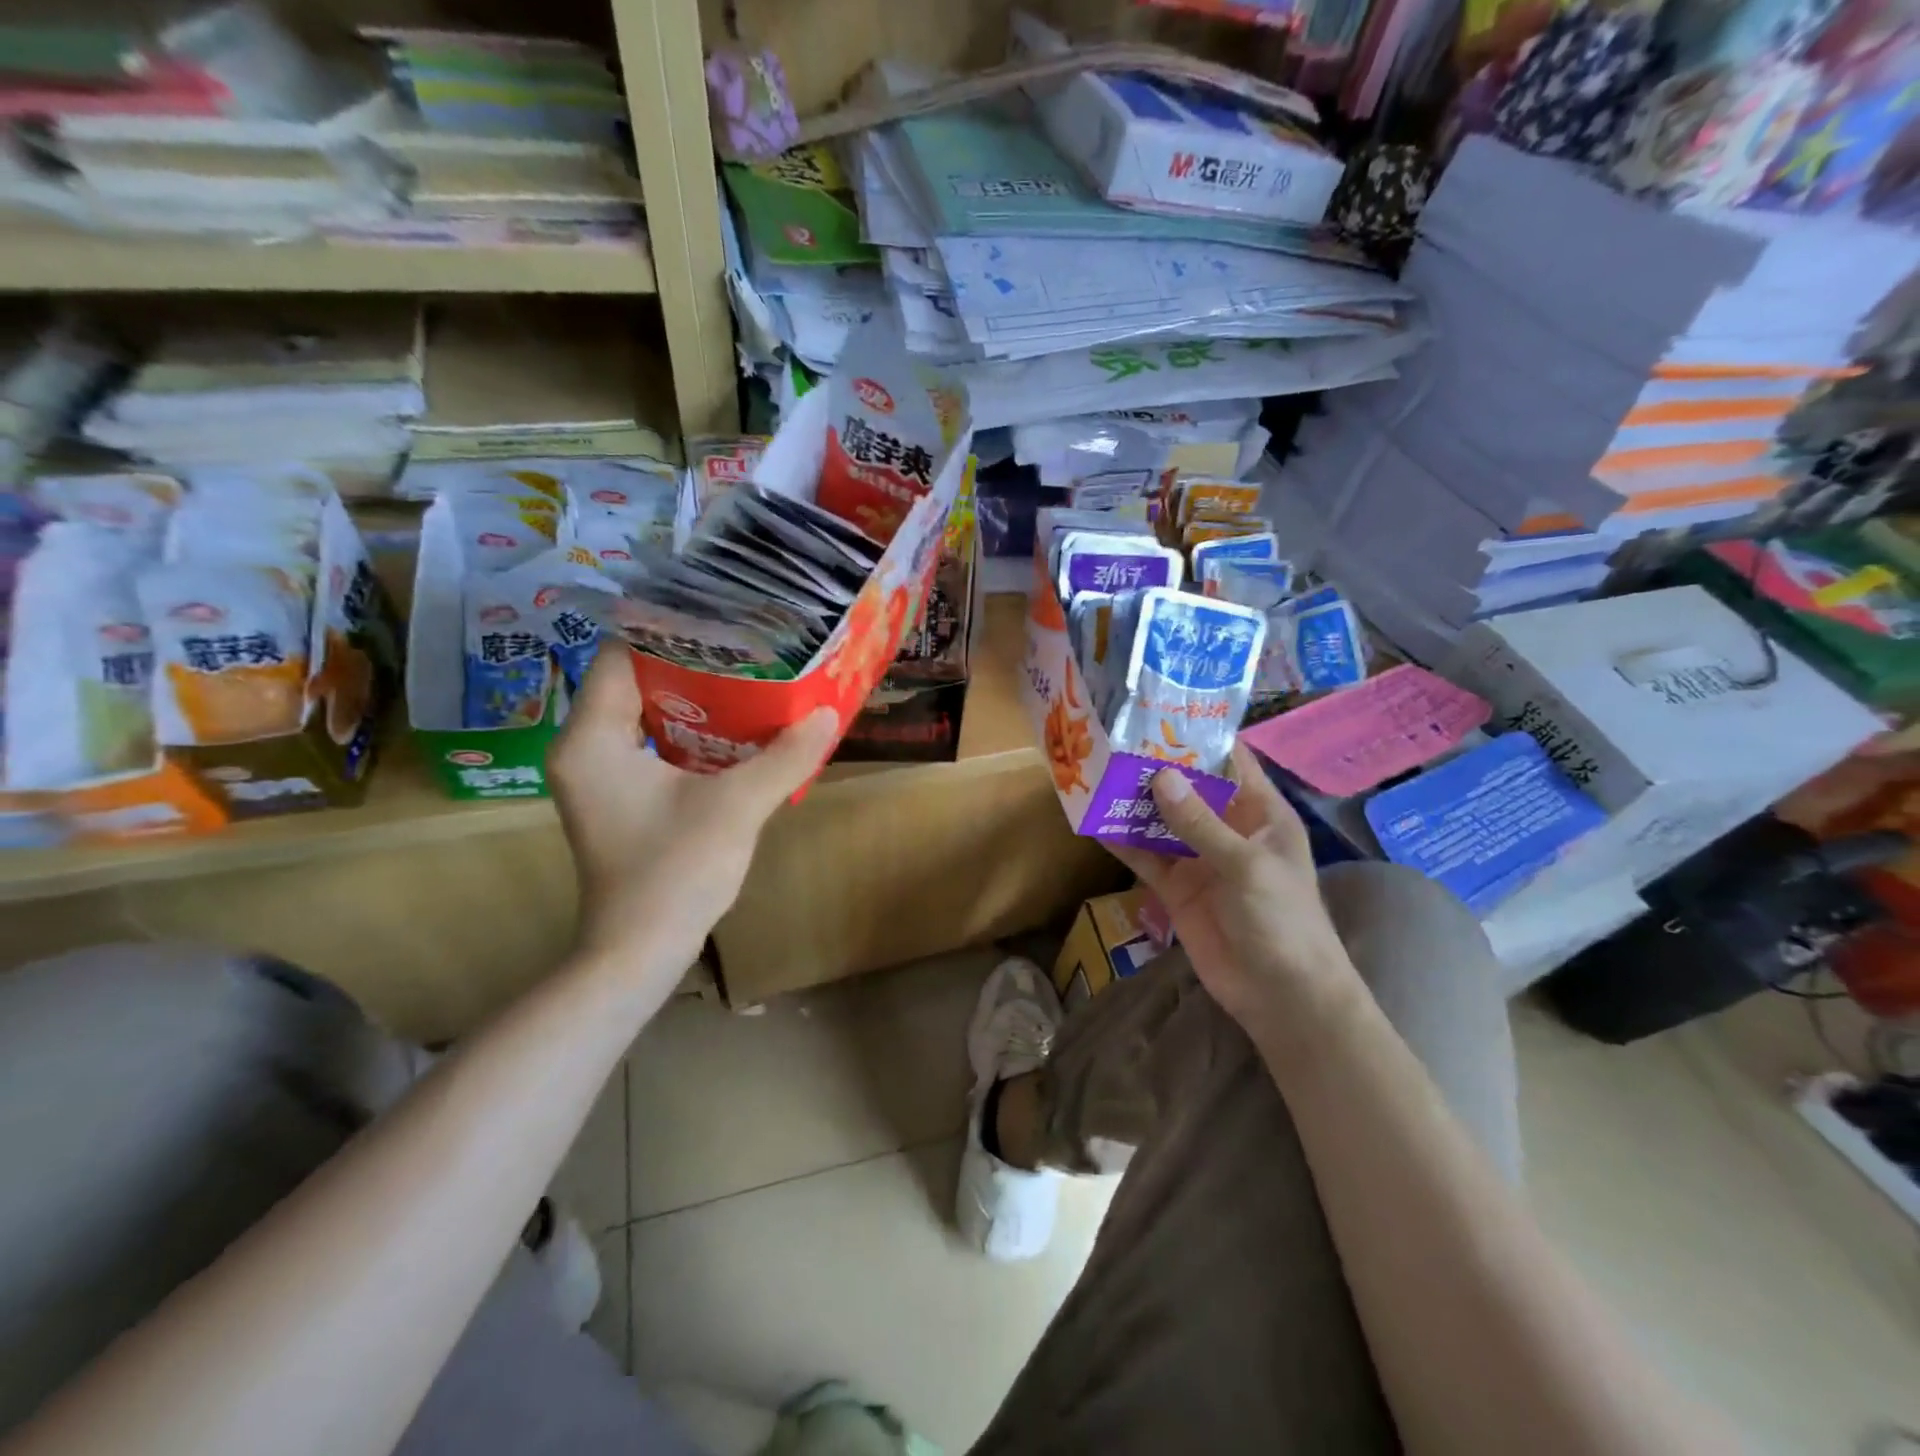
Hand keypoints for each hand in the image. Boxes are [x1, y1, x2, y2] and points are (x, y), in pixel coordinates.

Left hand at [549, 647, 837, 978]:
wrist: (640, 952)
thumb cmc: (675, 873)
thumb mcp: (737, 807)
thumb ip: (784, 757)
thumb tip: (829, 711)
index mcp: (592, 739)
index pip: (619, 655)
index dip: (670, 632)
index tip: (724, 621)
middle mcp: (583, 748)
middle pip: (633, 680)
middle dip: (689, 663)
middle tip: (745, 647)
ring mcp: (598, 775)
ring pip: (643, 713)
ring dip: (691, 698)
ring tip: (747, 677)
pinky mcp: (616, 797)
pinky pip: (649, 742)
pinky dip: (687, 730)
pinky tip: (733, 729)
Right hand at [1111, 745, 1363, 1042]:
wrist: (1281, 996)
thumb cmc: (1282, 919)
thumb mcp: (1245, 865)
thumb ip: (1200, 823)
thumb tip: (1159, 777)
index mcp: (1260, 812)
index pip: (1230, 761)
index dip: (1199, 736)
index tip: (1159, 710)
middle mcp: (1228, 828)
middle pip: (1188, 787)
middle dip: (1155, 766)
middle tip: (1113, 738)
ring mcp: (1200, 858)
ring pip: (1161, 820)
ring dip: (1134, 802)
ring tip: (1096, 773)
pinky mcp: (1177, 888)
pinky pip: (1146, 857)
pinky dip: (1123, 843)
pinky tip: (1096, 823)